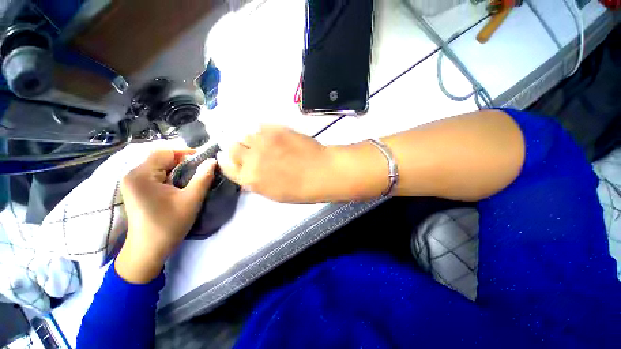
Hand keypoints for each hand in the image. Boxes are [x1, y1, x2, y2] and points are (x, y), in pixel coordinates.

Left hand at [115, 149, 216, 282]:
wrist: (147, 251)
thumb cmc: (168, 225)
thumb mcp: (191, 200)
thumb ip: (203, 178)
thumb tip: (213, 161)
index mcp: (141, 175)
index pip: (165, 152)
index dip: (186, 153)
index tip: (205, 160)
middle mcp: (132, 174)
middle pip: (161, 158)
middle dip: (183, 162)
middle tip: (202, 170)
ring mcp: (132, 182)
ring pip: (159, 166)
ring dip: (178, 169)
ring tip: (194, 177)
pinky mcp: (136, 189)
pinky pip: (155, 174)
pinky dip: (171, 176)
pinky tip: (181, 184)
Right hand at [216, 126, 386, 202]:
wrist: (320, 172)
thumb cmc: (300, 189)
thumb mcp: (273, 193)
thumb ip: (256, 181)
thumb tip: (247, 170)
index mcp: (250, 179)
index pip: (227, 166)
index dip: (225, 159)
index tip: (225, 154)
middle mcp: (250, 159)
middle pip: (231, 147)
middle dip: (234, 146)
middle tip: (244, 146)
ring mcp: (262, 142)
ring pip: (244, 134)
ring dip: (248, 137)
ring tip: (260, 141)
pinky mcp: (274, 129)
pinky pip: (259, 126)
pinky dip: (261, 130)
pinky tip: (270, 134)